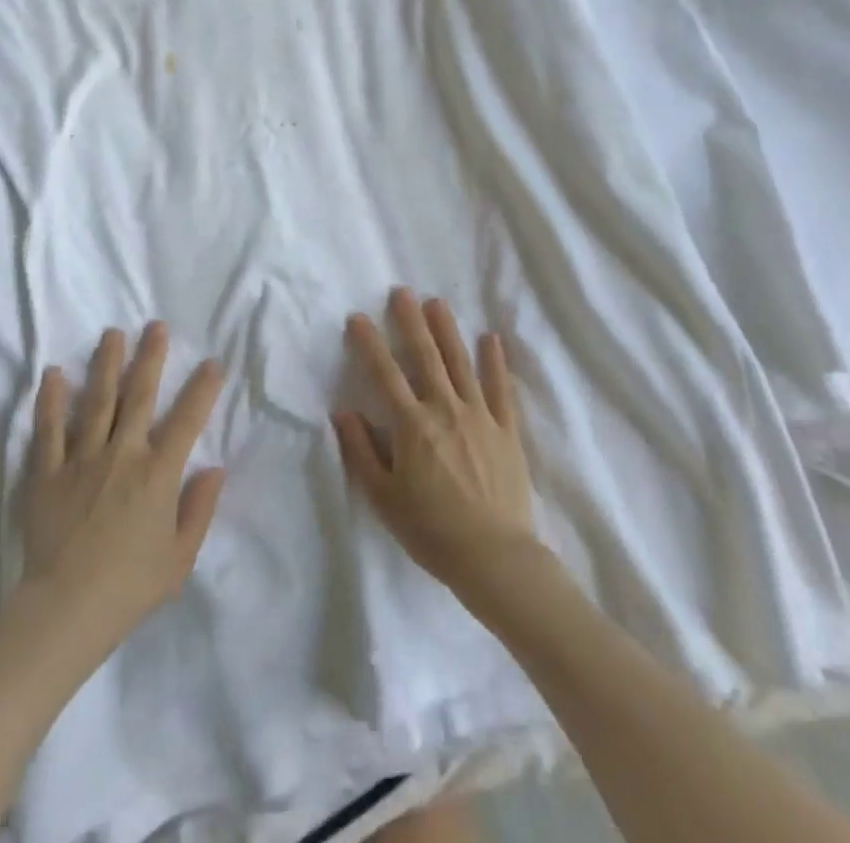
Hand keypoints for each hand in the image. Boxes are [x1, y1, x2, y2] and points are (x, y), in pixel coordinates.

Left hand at [21, 323, 226, 643]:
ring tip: (112, 333)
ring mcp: (81, 460)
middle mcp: (122, 455)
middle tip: (156, 326)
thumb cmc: (129, 588)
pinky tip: (54, 374)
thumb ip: (199, 510)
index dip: (202, 389)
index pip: (187, 420)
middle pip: (138, 396)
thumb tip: (215, 469)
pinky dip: (51, 401)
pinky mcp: (47, 473)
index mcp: (157, 474)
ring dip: (105, 364)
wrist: (64, 612)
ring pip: (96, 401)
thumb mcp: (179, 559)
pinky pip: (49, 430)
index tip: (212, 363)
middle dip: (150, 357)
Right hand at [334, 290, 537, 596]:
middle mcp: (445, 409)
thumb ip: (361, 450)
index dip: (370, 343)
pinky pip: (502, 389)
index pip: (385, 374)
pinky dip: (496, 362)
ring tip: (437, 302)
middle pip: (425, 356)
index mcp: (412, 425)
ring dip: (448, 330)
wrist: (494, 558)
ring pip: (461, 363)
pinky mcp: (507, 430)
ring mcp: (480, 416)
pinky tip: (492, 339)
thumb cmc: (431, 531)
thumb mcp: (383, 497)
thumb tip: (342, 411)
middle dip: (411, 321)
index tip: (358, 317)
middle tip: (402, 291)